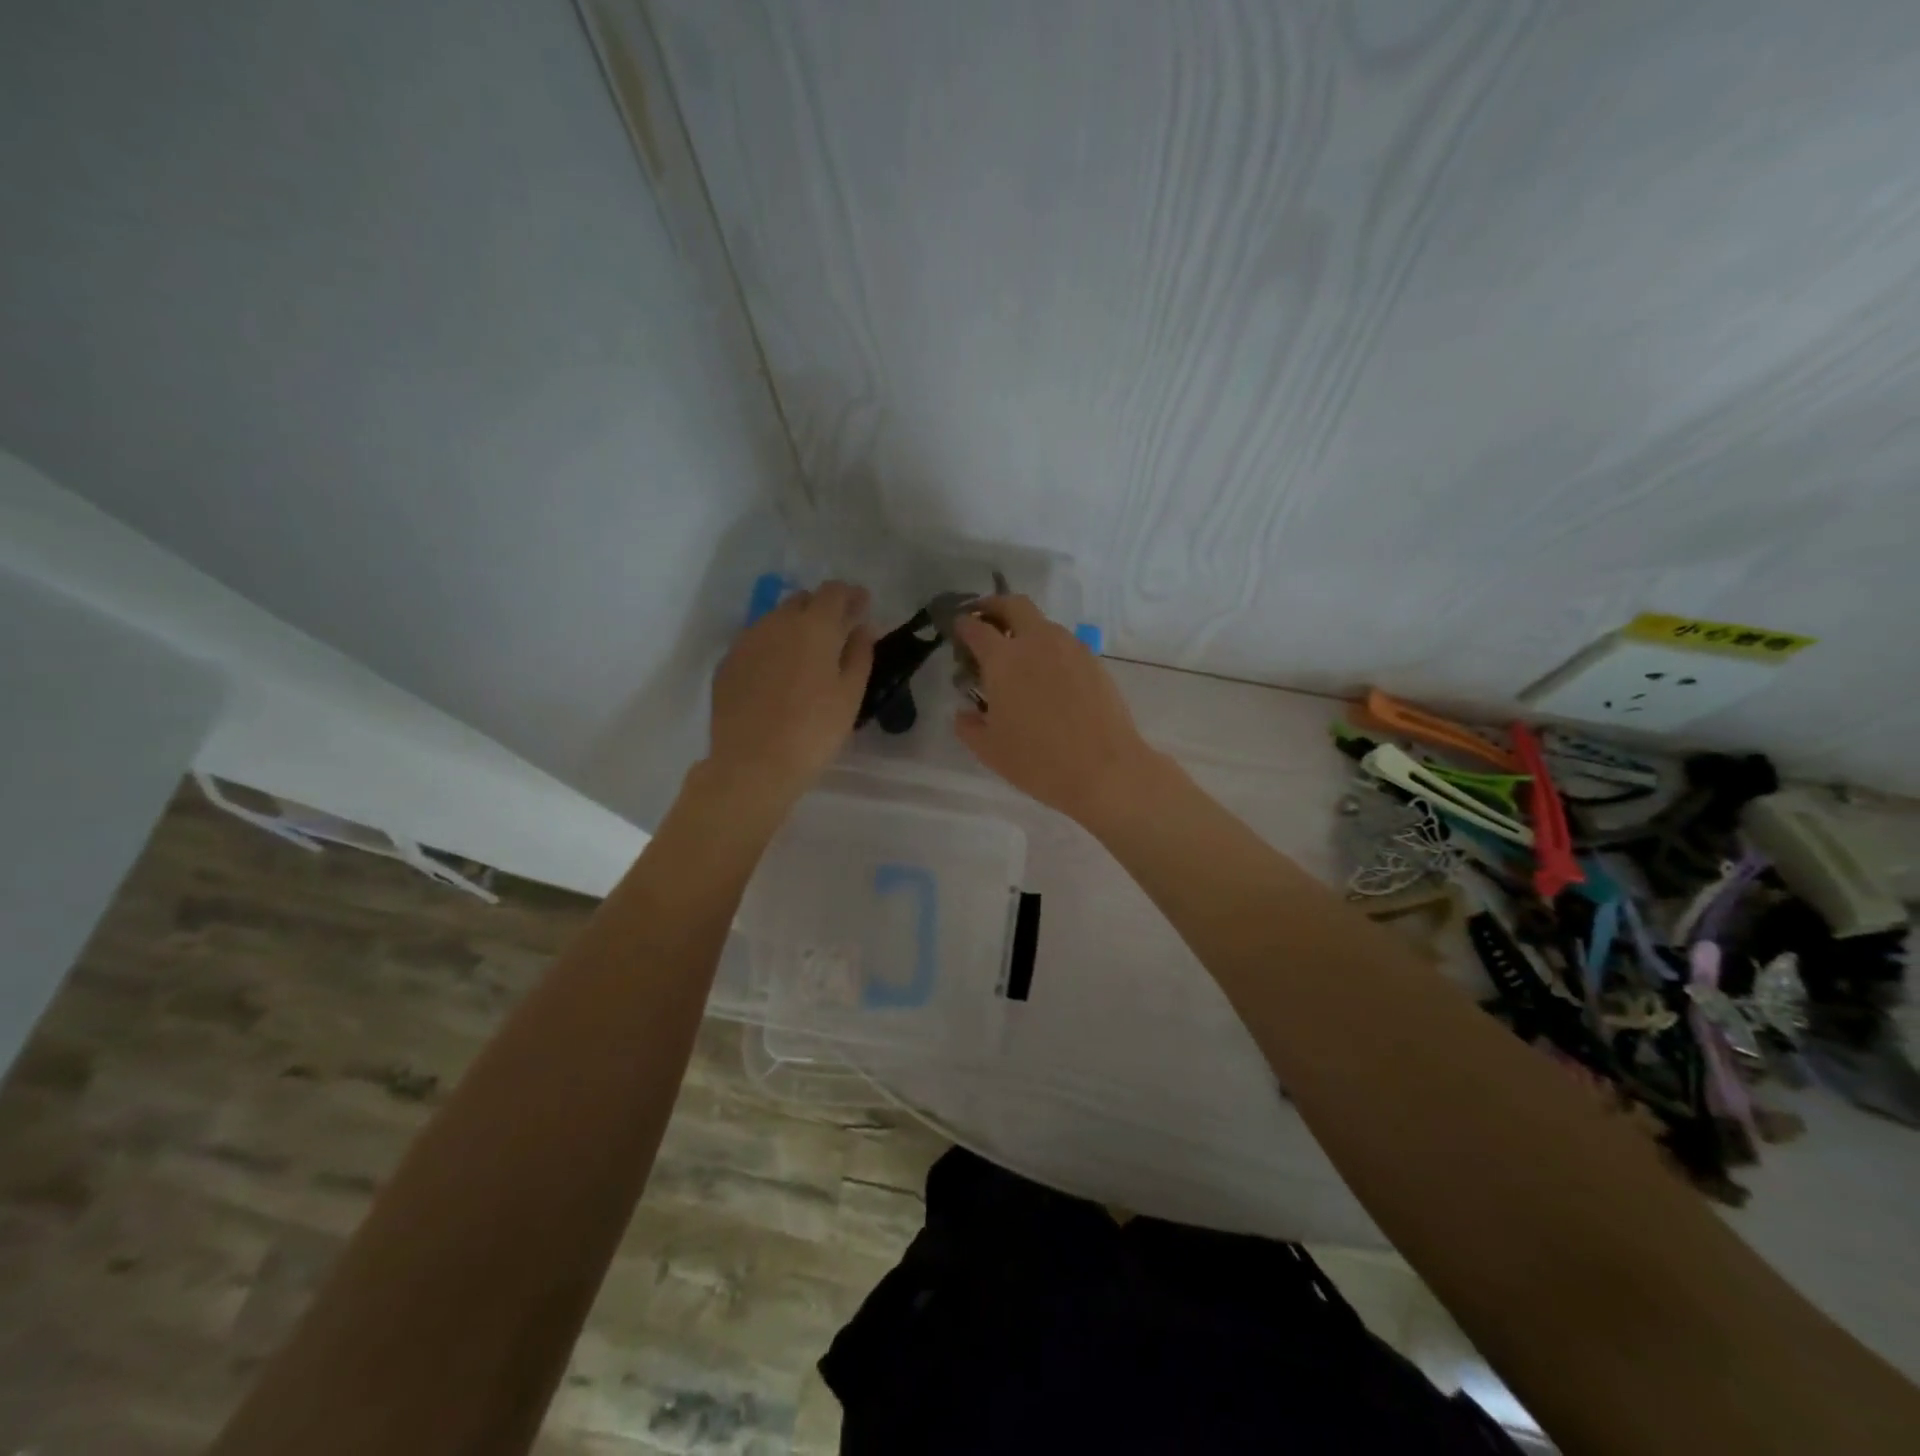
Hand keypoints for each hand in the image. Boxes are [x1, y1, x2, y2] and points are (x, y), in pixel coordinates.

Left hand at [704, 580, 874, 812]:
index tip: (863, 605)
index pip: (834, 592)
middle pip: (802, 600)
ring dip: (795, 627)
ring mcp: (747, 641)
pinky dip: (773, 647)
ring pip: (776, 620)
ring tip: (807, 654)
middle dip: (822, 609)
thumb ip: (859, 654)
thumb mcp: (850, 695)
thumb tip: (862, 628)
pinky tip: (779, 674)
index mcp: (813, 626)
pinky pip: (756, 642)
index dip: (851, 595)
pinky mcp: (728, 663)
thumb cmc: (813, 731)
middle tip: (837, 631)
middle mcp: (777, 622)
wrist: (752, 764)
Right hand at [952, 596, 1160, 826]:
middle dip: (994, 606)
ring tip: (1018, 655)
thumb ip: (969, 726)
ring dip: (1025, 628)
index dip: (963, 625)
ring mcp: (1070, 648)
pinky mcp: (1094, 661)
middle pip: (1014, 604)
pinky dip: (1049, 648)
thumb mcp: (990, 750)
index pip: (976, 628)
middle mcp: (1037, 642)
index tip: (958, 630)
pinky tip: (1047, 675)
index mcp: (1004, 659)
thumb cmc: (1038, 761)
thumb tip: (965, 713)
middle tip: (985, 620)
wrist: (1104, 769)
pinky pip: (1064, 643)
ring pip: (1043, 623)